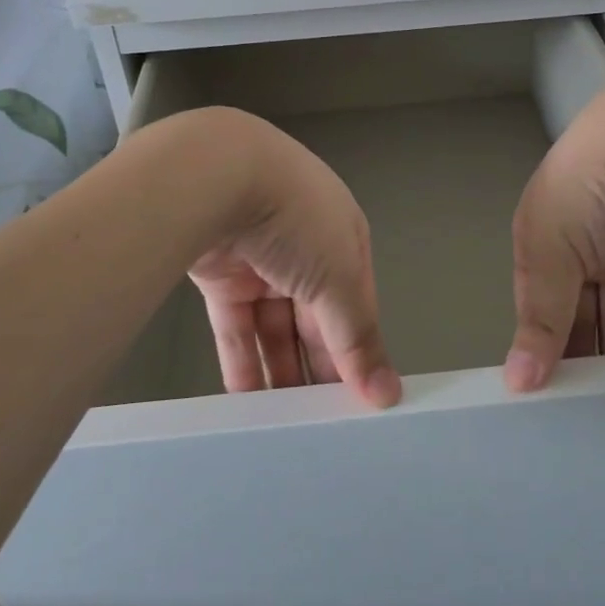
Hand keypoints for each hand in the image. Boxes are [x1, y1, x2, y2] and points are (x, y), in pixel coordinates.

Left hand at [189, 114, 400, 407]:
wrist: (216, 175)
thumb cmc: (296, 219)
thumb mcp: (341, 275)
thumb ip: (359, 336)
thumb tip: (388, 394)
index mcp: (343, 238)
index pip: (356, 305)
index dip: (358, 352)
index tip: (359, 405)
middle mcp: (304, 248)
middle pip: (316, 320)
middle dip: (319, 367)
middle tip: (321, 428)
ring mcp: (260, 261)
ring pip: (275, 328)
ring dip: (281, 373)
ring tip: (285, 429)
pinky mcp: (220, 274)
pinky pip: (236, 328)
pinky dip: (243, 363)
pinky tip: (248, 407)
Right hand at [506, 76, 604, 390]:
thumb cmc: (584, 191)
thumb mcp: (548, 250)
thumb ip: (540, 316)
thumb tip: (518, 382)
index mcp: (538, 241)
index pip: (537, 305)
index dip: (541, 347)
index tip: (548, 400)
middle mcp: (576, 249)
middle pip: (577, 314)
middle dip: (582, 356)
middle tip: (590, 417)